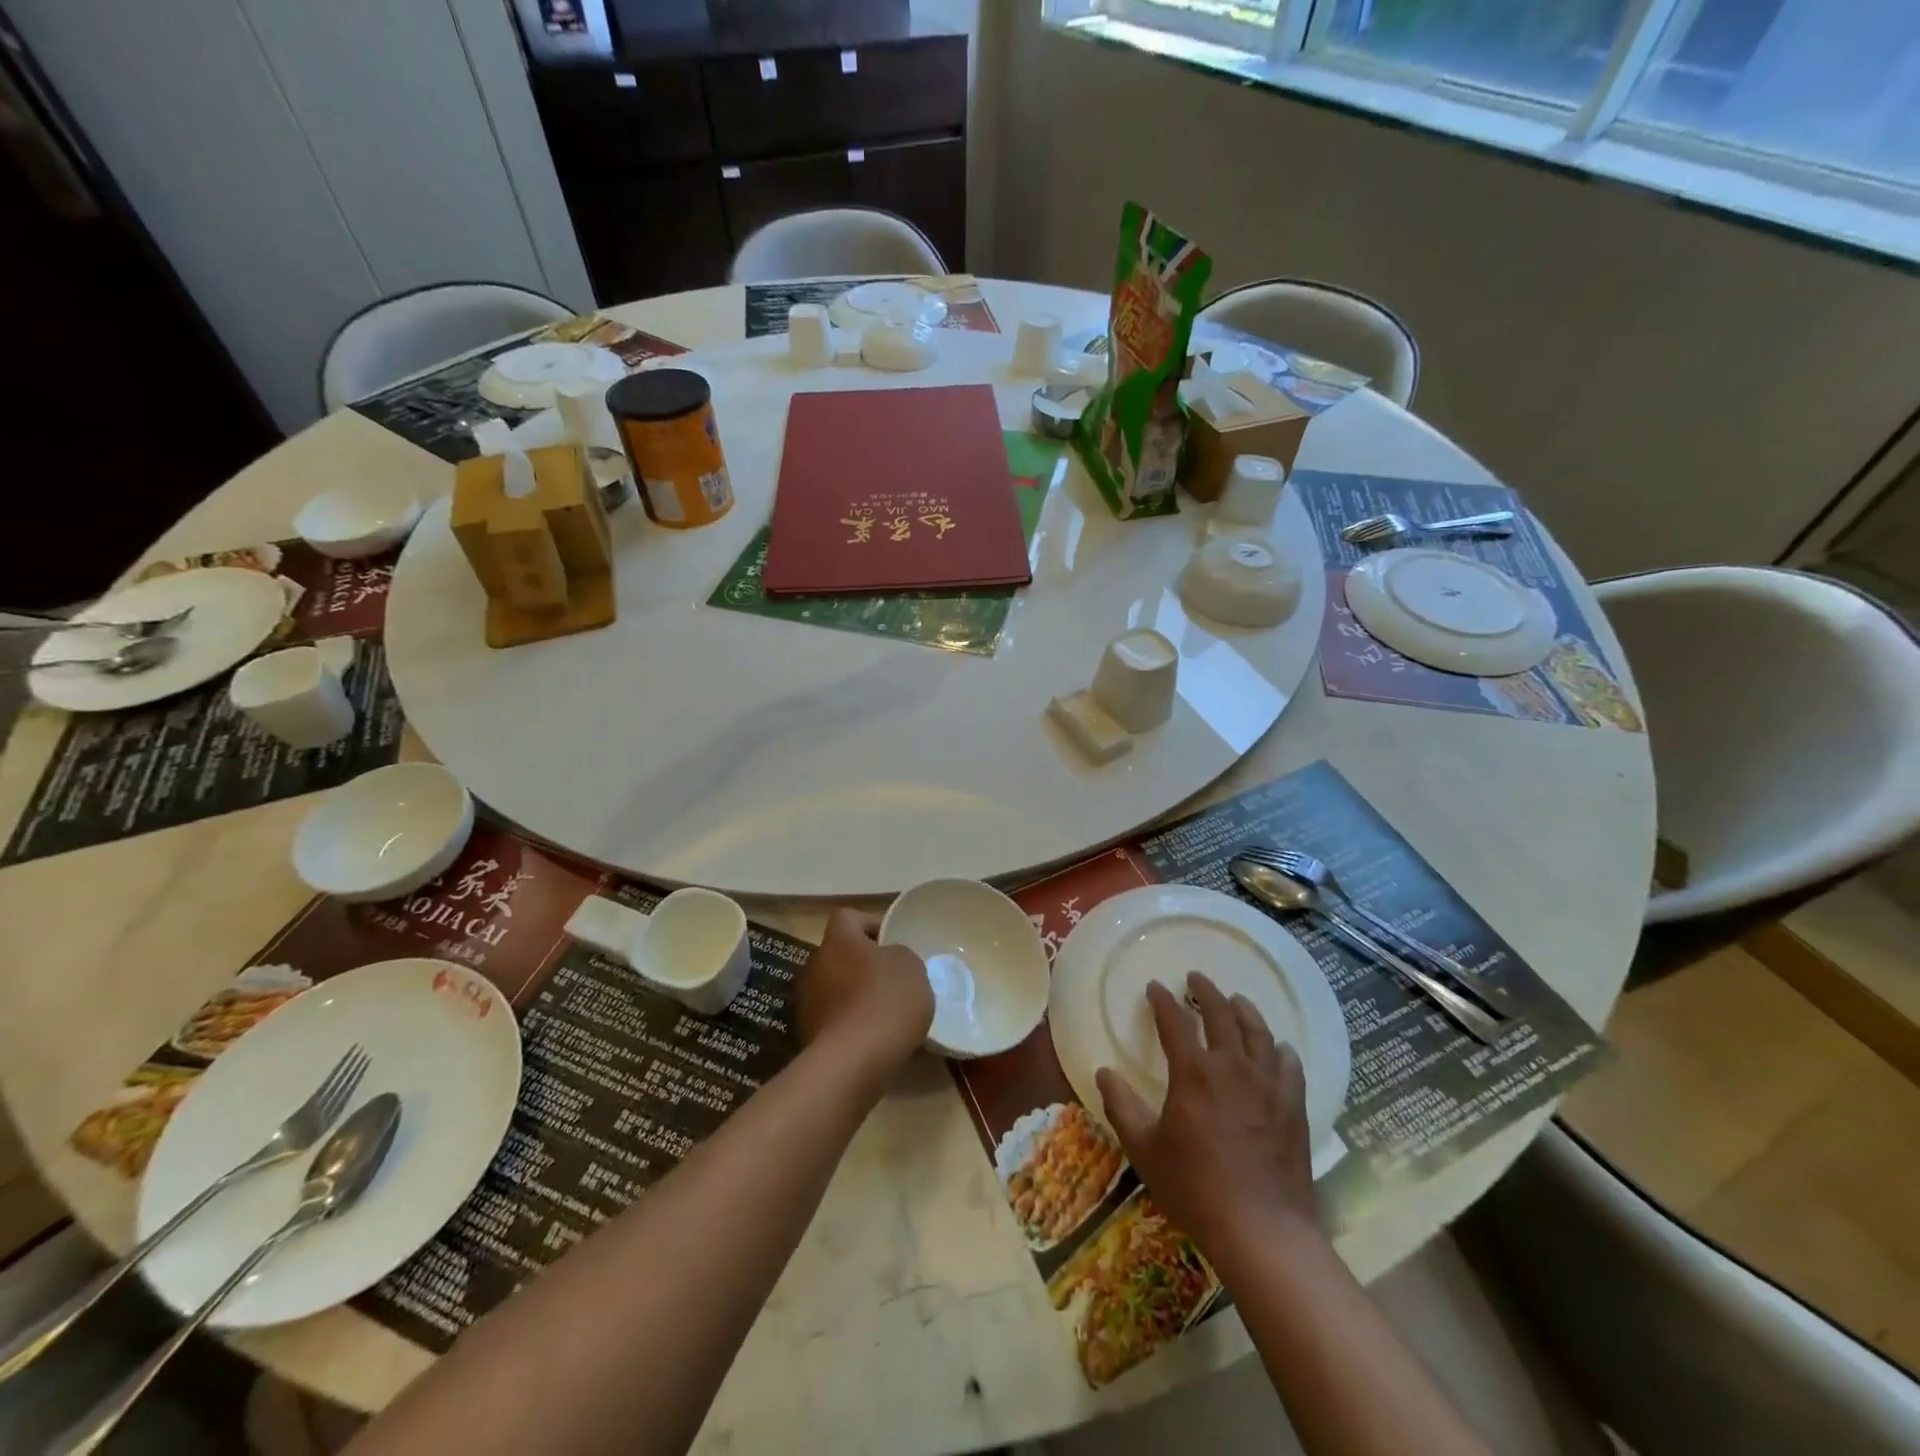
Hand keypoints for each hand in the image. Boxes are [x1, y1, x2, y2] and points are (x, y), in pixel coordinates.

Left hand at [796, 909, 933, 1098]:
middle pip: (840, 954)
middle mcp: (815, 964)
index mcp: (839, 940)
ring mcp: (807, 1002)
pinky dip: (850, 1023)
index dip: (871, 924)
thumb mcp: (911, 966)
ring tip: (886, 1012)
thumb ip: (898, 955)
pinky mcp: (807, 1035)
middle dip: (864, 963)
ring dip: (855, 994)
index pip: (848, 917)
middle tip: (892, 978)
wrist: (854, 1062)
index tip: (893, 941)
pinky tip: (873, 1038)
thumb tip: (887, 962)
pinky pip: (834, 1019)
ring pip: (835, 987)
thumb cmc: (886, 1000)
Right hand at [1096, 972, 1314, 1256]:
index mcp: (1194, 1072)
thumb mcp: (1144, 1149)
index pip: (1175, 1021)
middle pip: (1221, 1014)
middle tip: (1196, 978)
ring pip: (1258, 1032)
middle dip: (1206, 991)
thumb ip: (1121, 1106)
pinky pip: (1289, 1064)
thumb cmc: (1195, 1188)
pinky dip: (1280, 1048)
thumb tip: (1103, 1073)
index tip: (1155, 987)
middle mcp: (1232, 1067)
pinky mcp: (1293, 1106)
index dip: (1163, 1001)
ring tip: (1236, 1000)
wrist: (1262, 1230)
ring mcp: (1268, 1085)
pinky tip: (1277, 1047)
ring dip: (1244, 1010)